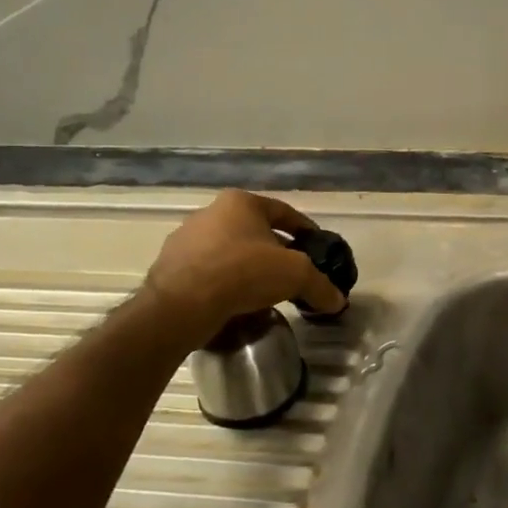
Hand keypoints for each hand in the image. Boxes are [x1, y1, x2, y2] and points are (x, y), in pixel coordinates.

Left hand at [143, 190, 345, 333]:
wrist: (182, 305)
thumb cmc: (244, 272)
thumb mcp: (296, 275)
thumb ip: (320, 285)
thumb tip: (337, 301)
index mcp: (240, 202)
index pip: (284, 212)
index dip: (305, 230)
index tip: (317, 247)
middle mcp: (210, 213)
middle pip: (255, 231)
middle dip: (275, 251)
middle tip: (292, 273)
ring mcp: (185, 239)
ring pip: (229, 251)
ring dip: (248, 267)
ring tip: (265, 292)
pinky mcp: (169, 267)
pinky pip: (208, 272)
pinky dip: (225, 283)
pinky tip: (236, 302)